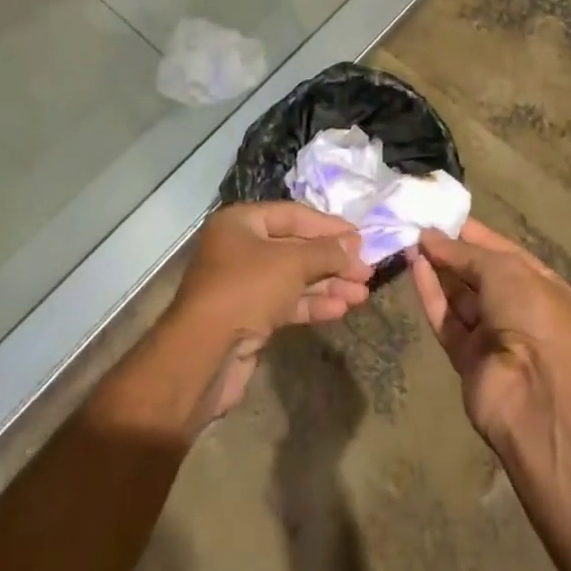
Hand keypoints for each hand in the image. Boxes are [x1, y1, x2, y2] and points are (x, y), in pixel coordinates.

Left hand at [164, 202, 373, 423]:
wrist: (204, 354)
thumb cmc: (246, 289)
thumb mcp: (292, 262)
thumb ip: (326, 251)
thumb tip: (354, 244)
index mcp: (241, 223)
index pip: (293, 215)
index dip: (328, 226)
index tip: (361, 238)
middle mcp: (239, 248)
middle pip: (295, 247)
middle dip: (332, 260)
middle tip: (366, 271)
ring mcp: (243, 284)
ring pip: (293, 278)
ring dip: (328, 284)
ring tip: (362, 293)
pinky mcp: (249, 317)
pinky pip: (286, 303)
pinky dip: (313, 304)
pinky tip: (340, 309)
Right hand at [408, 219, 570, 448]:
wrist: (539, 398)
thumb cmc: (534, 317)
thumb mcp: (504, 269)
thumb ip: (462, 252)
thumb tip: (428, 235)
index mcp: (542, 285)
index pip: (504, 252)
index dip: (474, 234)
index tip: (442, 215)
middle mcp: (520, 309)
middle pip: (479, 275)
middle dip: (451, 251)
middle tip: (417, 226)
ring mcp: (494, 336)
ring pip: (459, 297)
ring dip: (437, 270)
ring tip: (409, 241)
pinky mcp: (468, 359)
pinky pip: (447, 320)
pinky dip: (431, 294)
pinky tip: (414, 266)